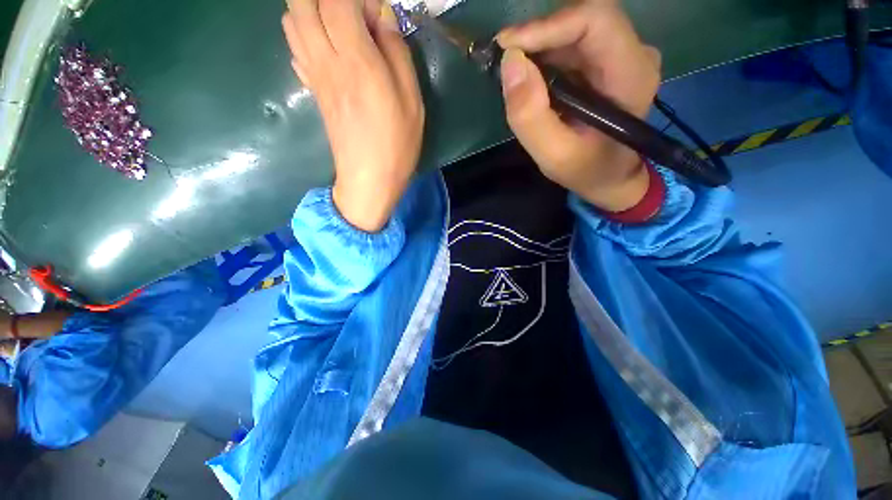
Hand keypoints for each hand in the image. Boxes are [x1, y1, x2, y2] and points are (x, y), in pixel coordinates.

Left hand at [282, 0, 424, 231]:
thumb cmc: (397, 144)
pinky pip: (295, 47)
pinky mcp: (312, 90)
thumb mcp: (412, 101)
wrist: (369, 179)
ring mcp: (314, 75)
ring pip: (292, 19)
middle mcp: (326, 60)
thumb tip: (383, 16)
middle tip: (353, 13)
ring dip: (311, 9)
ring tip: (340, 24)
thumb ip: (397, 53)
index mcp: (356, 60)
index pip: (337, 0)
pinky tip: (327, 45)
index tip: (375, 11)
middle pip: (303, 2)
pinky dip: (305, 32)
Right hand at [498, 0, 661, 211]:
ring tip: (513, 76)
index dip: (548, 26)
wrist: (610, 178)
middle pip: (582, 20)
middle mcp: (633, 54)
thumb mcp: (553, 155)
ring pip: (574, 30)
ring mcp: (622, 56)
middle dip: (538, 37)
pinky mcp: (608, 63)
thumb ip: (530, 116)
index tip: (507, 47)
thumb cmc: (586, 171)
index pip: (595, 21)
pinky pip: (572, 45)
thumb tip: (510, 64)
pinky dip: (545, 57)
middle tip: (504, 62)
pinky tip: (530, 79)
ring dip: (538, 48)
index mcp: (631, 74)